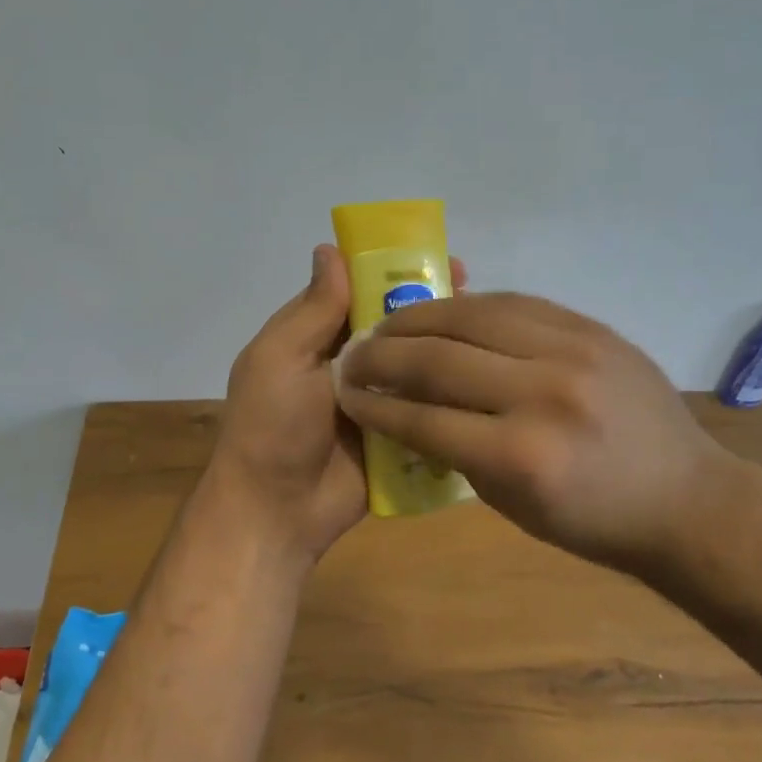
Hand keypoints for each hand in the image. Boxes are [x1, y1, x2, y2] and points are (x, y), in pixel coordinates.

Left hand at [206, 245, 467, 566]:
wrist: (278, 512)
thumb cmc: (272, 427)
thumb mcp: (281, 359)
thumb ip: (313, 310)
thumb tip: (329, 248)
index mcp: (313, 337)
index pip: (357, 291)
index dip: (391, 271)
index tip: (434, 257)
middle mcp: (346, 362)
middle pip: (392, 324)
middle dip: (427, 306)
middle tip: (472, 292)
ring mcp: (375, 399)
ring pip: (413, 362)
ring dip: (443, 346)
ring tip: (489, 330)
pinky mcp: (396, 434)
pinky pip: (425, 404)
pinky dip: (449, 391)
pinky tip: (486, 377)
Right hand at [336, 293, 733, 573]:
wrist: (685, 498)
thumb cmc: (593, 521)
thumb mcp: (511, 504)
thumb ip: (454, 452)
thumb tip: (405, 406)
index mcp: (522, 457)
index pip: (423, 418)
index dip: (374, 403)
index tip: (345, 392)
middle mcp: (544, 394)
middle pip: (438, 358)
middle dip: (382, 354)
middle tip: (354, 354)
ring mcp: (572, 352)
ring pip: (471, 316)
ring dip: (416, 318)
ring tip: (387, 324)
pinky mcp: (590, 328)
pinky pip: (512, 303)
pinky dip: (466, 306)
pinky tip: (442, 312)